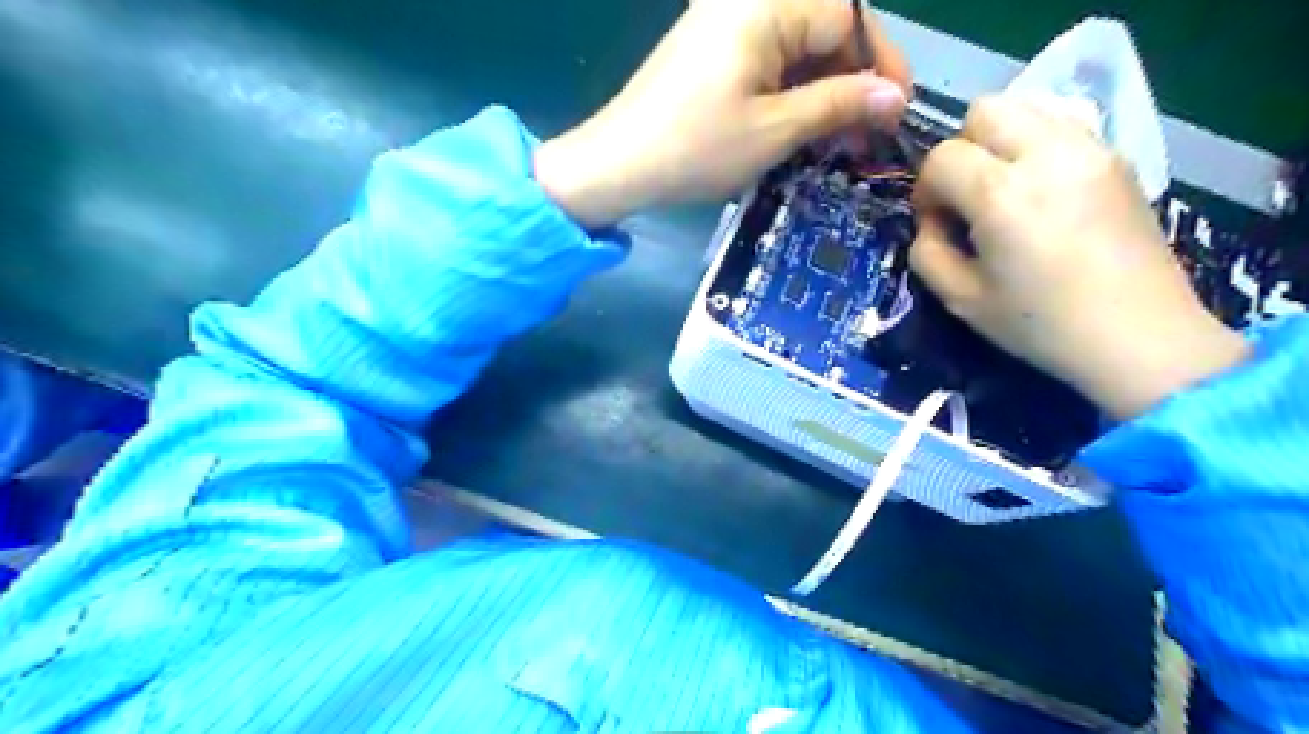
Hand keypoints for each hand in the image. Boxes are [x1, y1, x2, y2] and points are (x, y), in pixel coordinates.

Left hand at [531, 0, 912, 230]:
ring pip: (796, 50)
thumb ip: (840, 104)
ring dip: (821, 91)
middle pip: (822, 30)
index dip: (880, 64)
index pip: (846, 18)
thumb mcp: (776, 130)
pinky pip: (766, 61)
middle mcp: (744, 2)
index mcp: (764, 6)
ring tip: (836, 140)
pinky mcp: (709, 51)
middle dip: (851, 82)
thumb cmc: (695, 149)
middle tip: (865, 135)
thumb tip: (895, 97)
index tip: (897, 111)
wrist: (616, 166)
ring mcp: (722, 25)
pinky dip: (789, 93)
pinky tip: (799, 127)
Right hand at [912, 93, 1246, 420]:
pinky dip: (1037, 141)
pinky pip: (1063, 121)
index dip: (926, 191)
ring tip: (1003, 187)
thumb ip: (927, 252)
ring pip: (1026, 105)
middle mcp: (1048, 155)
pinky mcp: (1117, 156)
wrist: (1138, 336)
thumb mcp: (961, 299)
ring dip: (999, 140)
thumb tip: (931, 223)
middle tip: (966, 197)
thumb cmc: (1040, 324)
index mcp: (1002, 196)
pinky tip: (1040, 187)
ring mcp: (1090, 149)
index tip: (936, 224)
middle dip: (961, 150)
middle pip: (984, 111)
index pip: (942, 158)